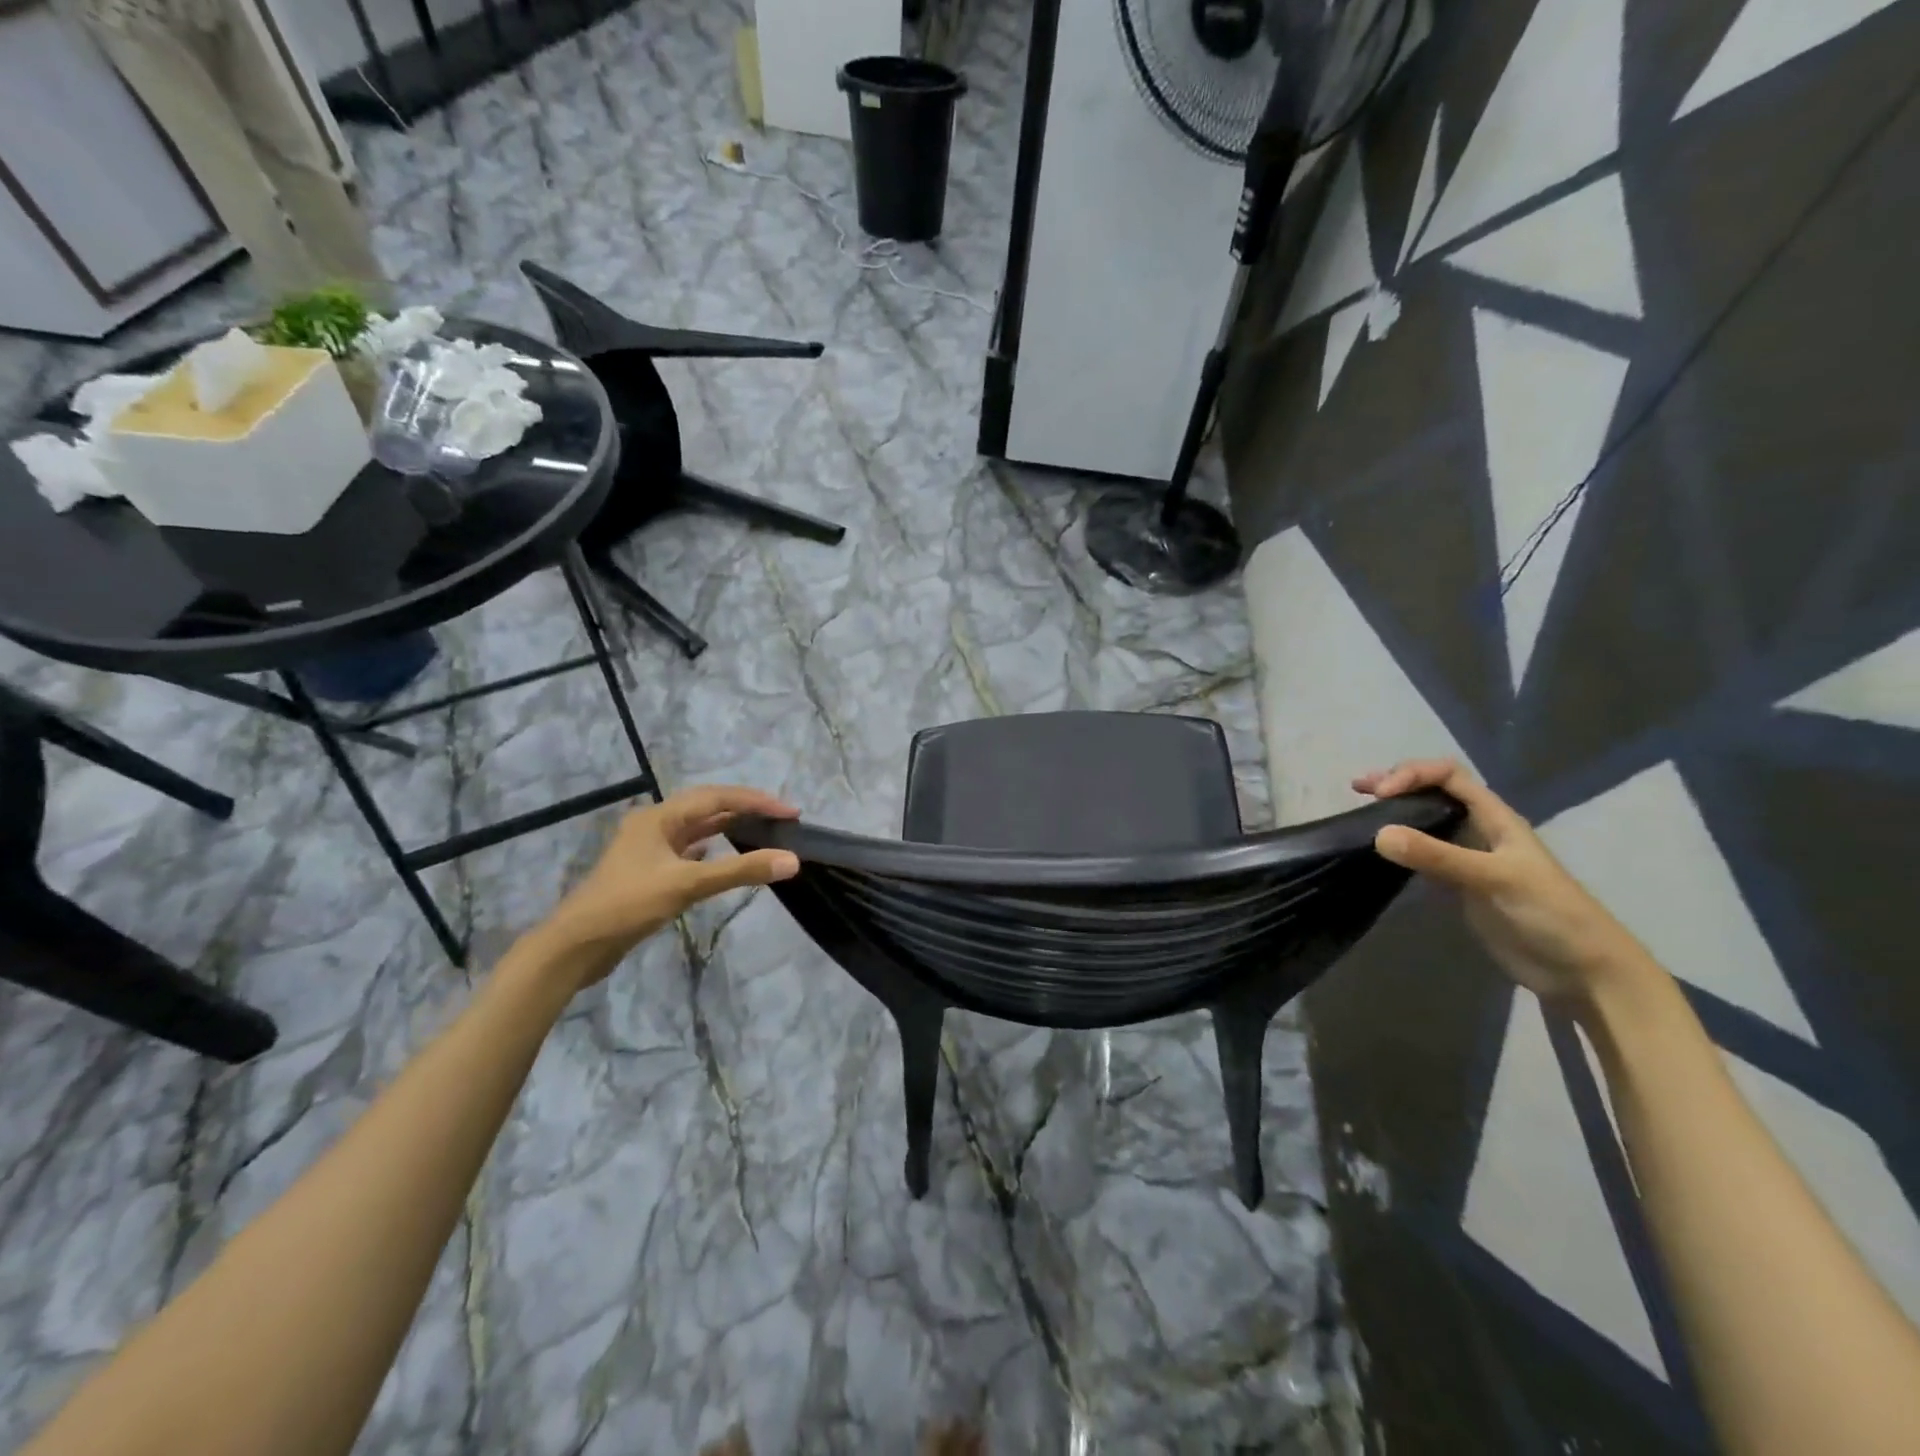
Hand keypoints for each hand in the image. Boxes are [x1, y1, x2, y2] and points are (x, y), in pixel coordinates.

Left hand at [534, 786, 799, 987]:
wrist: (575, 946)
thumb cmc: (629, 905)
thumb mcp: (687, 884)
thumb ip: (740, 871)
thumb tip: (791, 860)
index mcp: (660, 816)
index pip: (718, 797)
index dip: (757, 801)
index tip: (791, 813)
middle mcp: (655, 824)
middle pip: (708, 807)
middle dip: (746, 809)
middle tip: (782, 820)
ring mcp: (649, 848)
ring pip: (698, 828)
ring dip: (730, 826)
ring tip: (762, 832)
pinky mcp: (648, 871)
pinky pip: (688, 849)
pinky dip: (712, 848)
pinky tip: (724, 855)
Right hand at [1354, 759, 1651, 1008]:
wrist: (1584, 971)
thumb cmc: (1550, 914)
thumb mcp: (1494, 879)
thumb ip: (1438, 856)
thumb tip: (1378, 833)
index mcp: (1495, 818)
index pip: (1448, 776)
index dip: (1413, 775)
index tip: (1380, 794)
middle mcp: (1480, 831)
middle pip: (1435, 792)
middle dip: (1398, 784)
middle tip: (1359, 789)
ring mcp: (1469, 859)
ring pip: (1426, 822)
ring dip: (1395, 813)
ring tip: (1361, 812)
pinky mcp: (1460, 887)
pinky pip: (1423, 855)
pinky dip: (1399, 846)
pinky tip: (1380, 851)